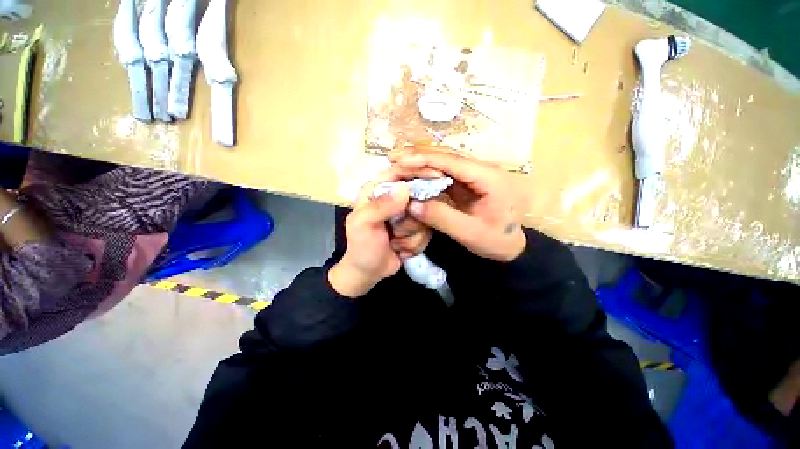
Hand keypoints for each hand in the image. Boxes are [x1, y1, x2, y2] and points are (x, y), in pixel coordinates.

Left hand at [329, 170, 427, 297]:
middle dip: (412, 217)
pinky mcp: (415, 227)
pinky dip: (415, 243)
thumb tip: (405, 188)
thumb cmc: (361, 247)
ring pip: (425, 216)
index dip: (418, 170)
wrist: (369, 272)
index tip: (437, 175)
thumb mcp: (364, 225)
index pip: (399, 170)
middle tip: (398, 230)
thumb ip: (382, 206)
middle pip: (419, 194)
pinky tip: (400, 249)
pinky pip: (427, 230)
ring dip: (411, 234)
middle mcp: (393, 198)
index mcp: (377, 190)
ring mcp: (406, 213)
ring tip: (394, 242)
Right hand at [391, 146, 525, 262]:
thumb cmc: (496, 241)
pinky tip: (413, 176)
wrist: (511, 247)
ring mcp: (473, 176)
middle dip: (418, 157)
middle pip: (446, 158)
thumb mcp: (470, 233)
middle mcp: (481, 170)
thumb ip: (442, 218)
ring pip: (443, 163)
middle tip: (393, 159)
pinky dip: (427, 174)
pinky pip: (444, 174)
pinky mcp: (466, 184)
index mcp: (488, 177)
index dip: (424, 159)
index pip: (452, 162)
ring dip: (420, 163)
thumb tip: (412, 205)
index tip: (400, 161)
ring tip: (398, 164)